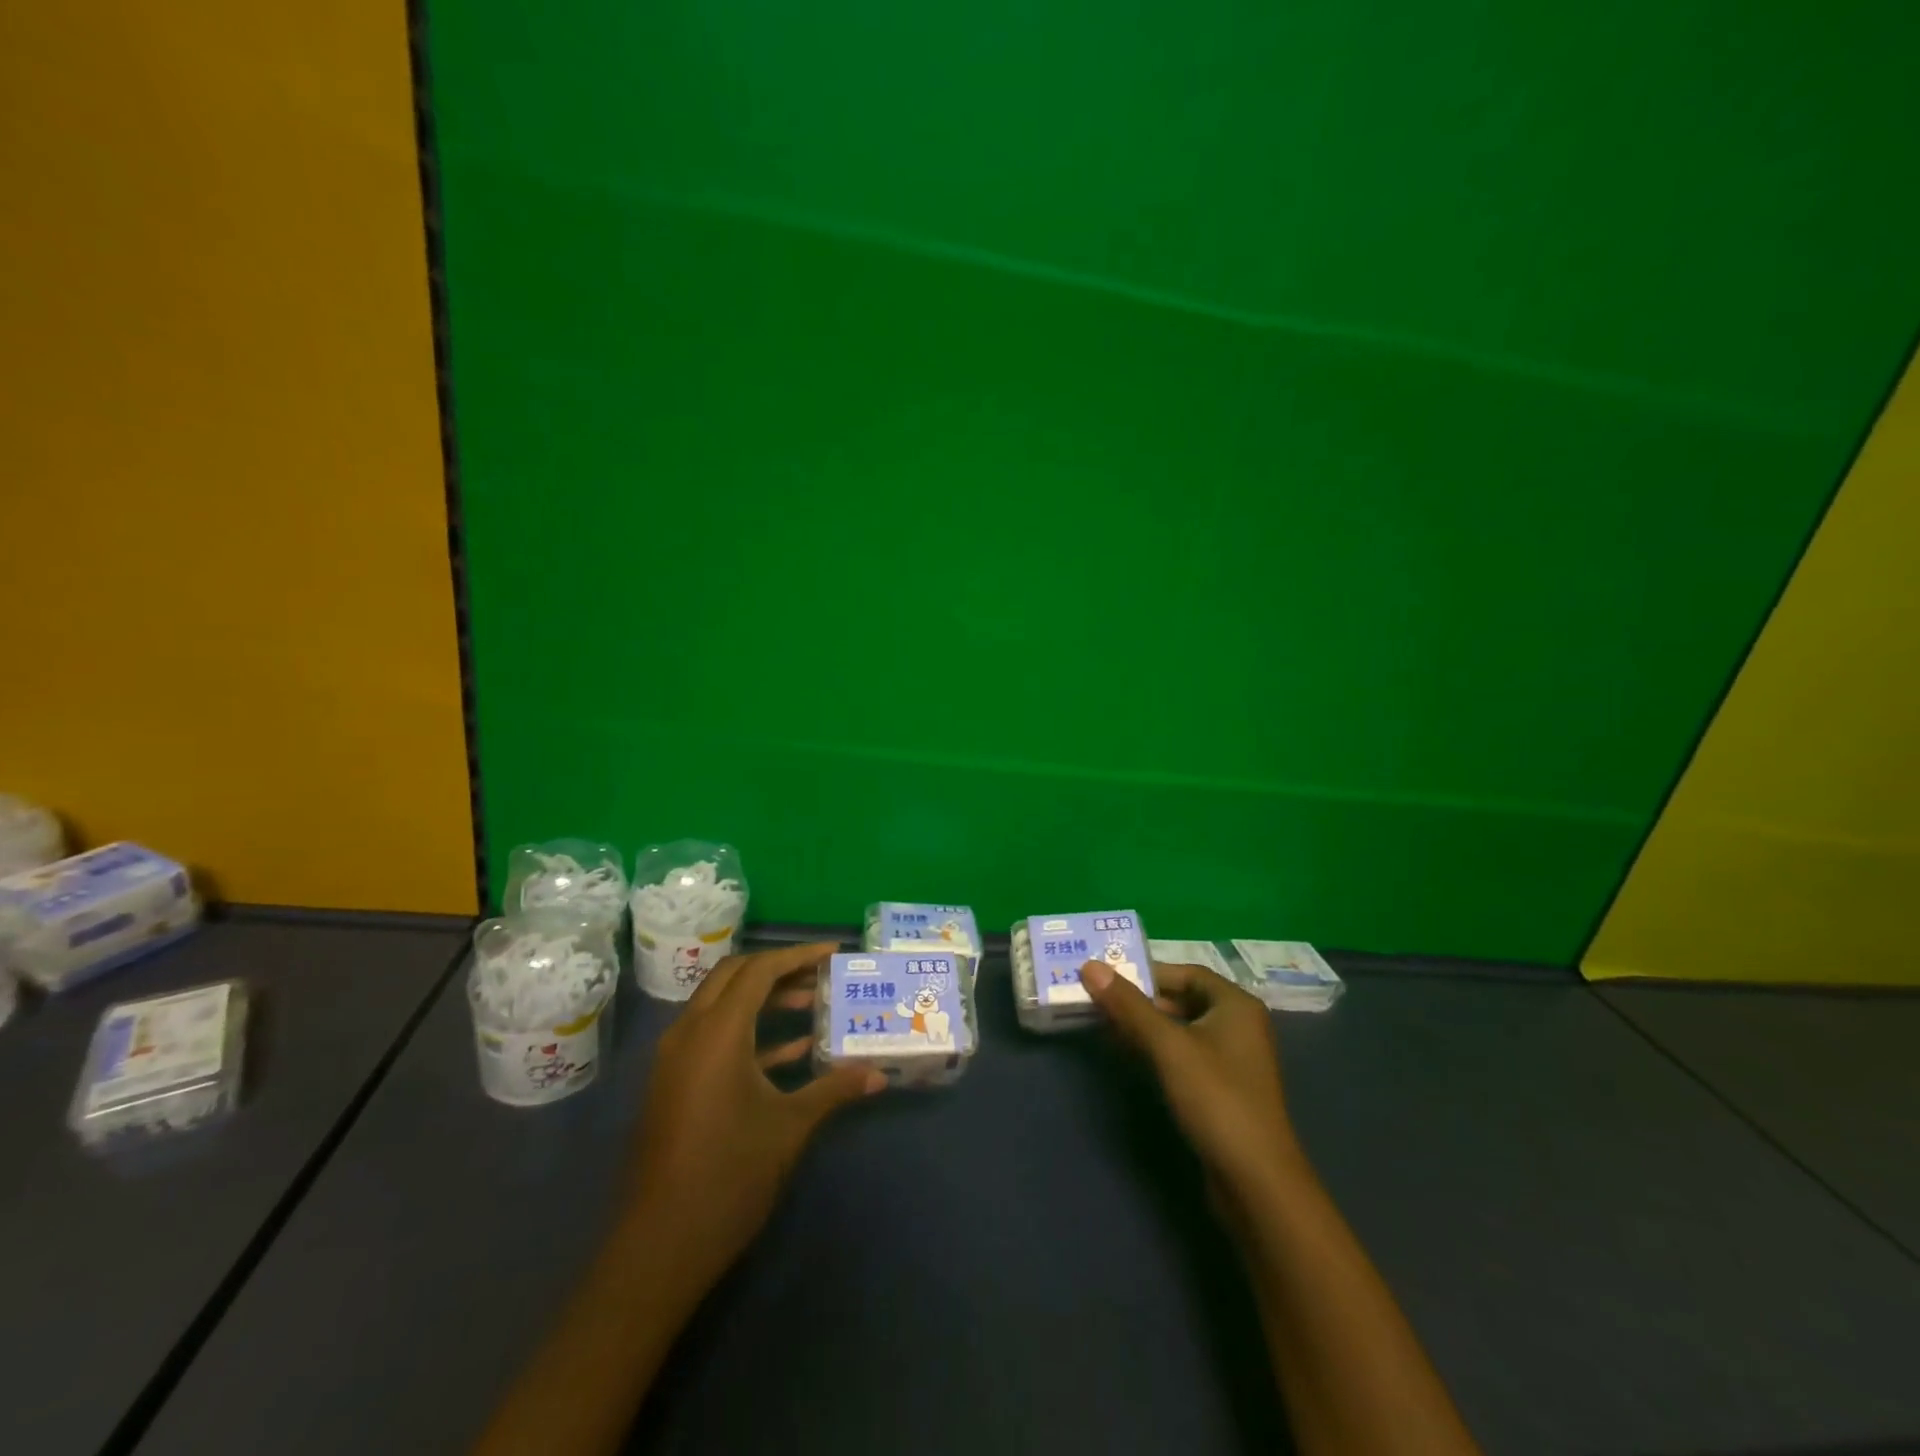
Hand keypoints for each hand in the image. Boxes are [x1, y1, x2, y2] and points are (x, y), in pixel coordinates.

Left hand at [623, 942, 882, 1296]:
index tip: (833, 952)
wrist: (661, 1245)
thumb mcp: (790, 1126)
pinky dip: (750, 1032)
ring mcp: (677, 1059)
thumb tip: (879, 1074)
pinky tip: (792, 1049)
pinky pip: (714, 1037)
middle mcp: (690, 1033)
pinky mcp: (676, 1082)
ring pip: (722, 1005)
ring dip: (764, 1000)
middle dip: (779, 969)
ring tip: (812, 1006)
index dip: (798, 955)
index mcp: (717, 1032)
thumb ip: (834, 1090)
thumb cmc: (730, 1175)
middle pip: (734, 977)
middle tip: (821, 975)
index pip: (758, 970)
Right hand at [1079, 957, 1305, 1209]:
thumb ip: (1129, 1006)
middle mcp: (1238, 1025)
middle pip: (1183, 999)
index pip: (1186, 972)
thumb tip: (1090, 966)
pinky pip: (1185, 1055)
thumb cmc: (1215, 1098)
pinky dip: (1157, 1050)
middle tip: (1100, 1001)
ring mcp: (1232, 1059)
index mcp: (1236, 1005)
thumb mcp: (1168, 1046)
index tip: (1110, 978)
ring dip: (1145, 1026)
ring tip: (1105, 1026)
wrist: (1255, 1180)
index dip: (1148, 972)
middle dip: (1141, 1000)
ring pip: (1181, 1028)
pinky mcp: (1222, 1088)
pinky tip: (1130, 1055)